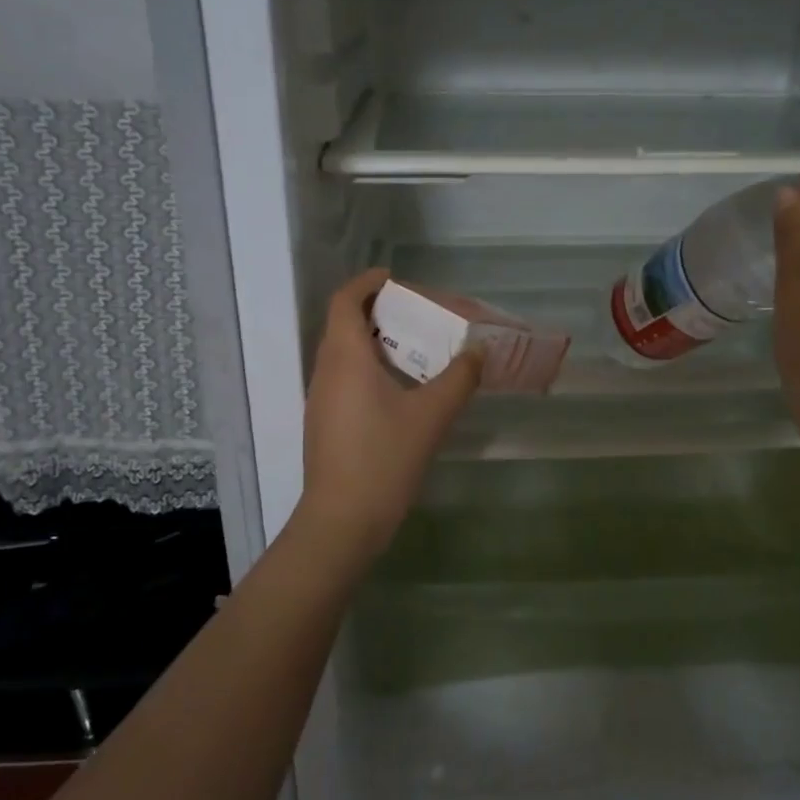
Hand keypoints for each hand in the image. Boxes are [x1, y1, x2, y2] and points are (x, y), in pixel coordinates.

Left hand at [296, 268, 482, 561]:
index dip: (367, 283)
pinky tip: (401, 390)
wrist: (342, 521)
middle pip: (344, 324)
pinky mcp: (325, 423)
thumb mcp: (431, 415)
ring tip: (414, 349)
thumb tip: (478, 351)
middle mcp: (326, 371)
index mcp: (345, 357)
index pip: (346, 301)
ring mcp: (321, 399)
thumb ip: (459, 378)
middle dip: (377, 312)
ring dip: (374, 342)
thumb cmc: (384, 458)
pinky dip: (369, 369)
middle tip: (416, 315)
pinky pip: (345, 379)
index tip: (395, 279)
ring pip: (344, 354)